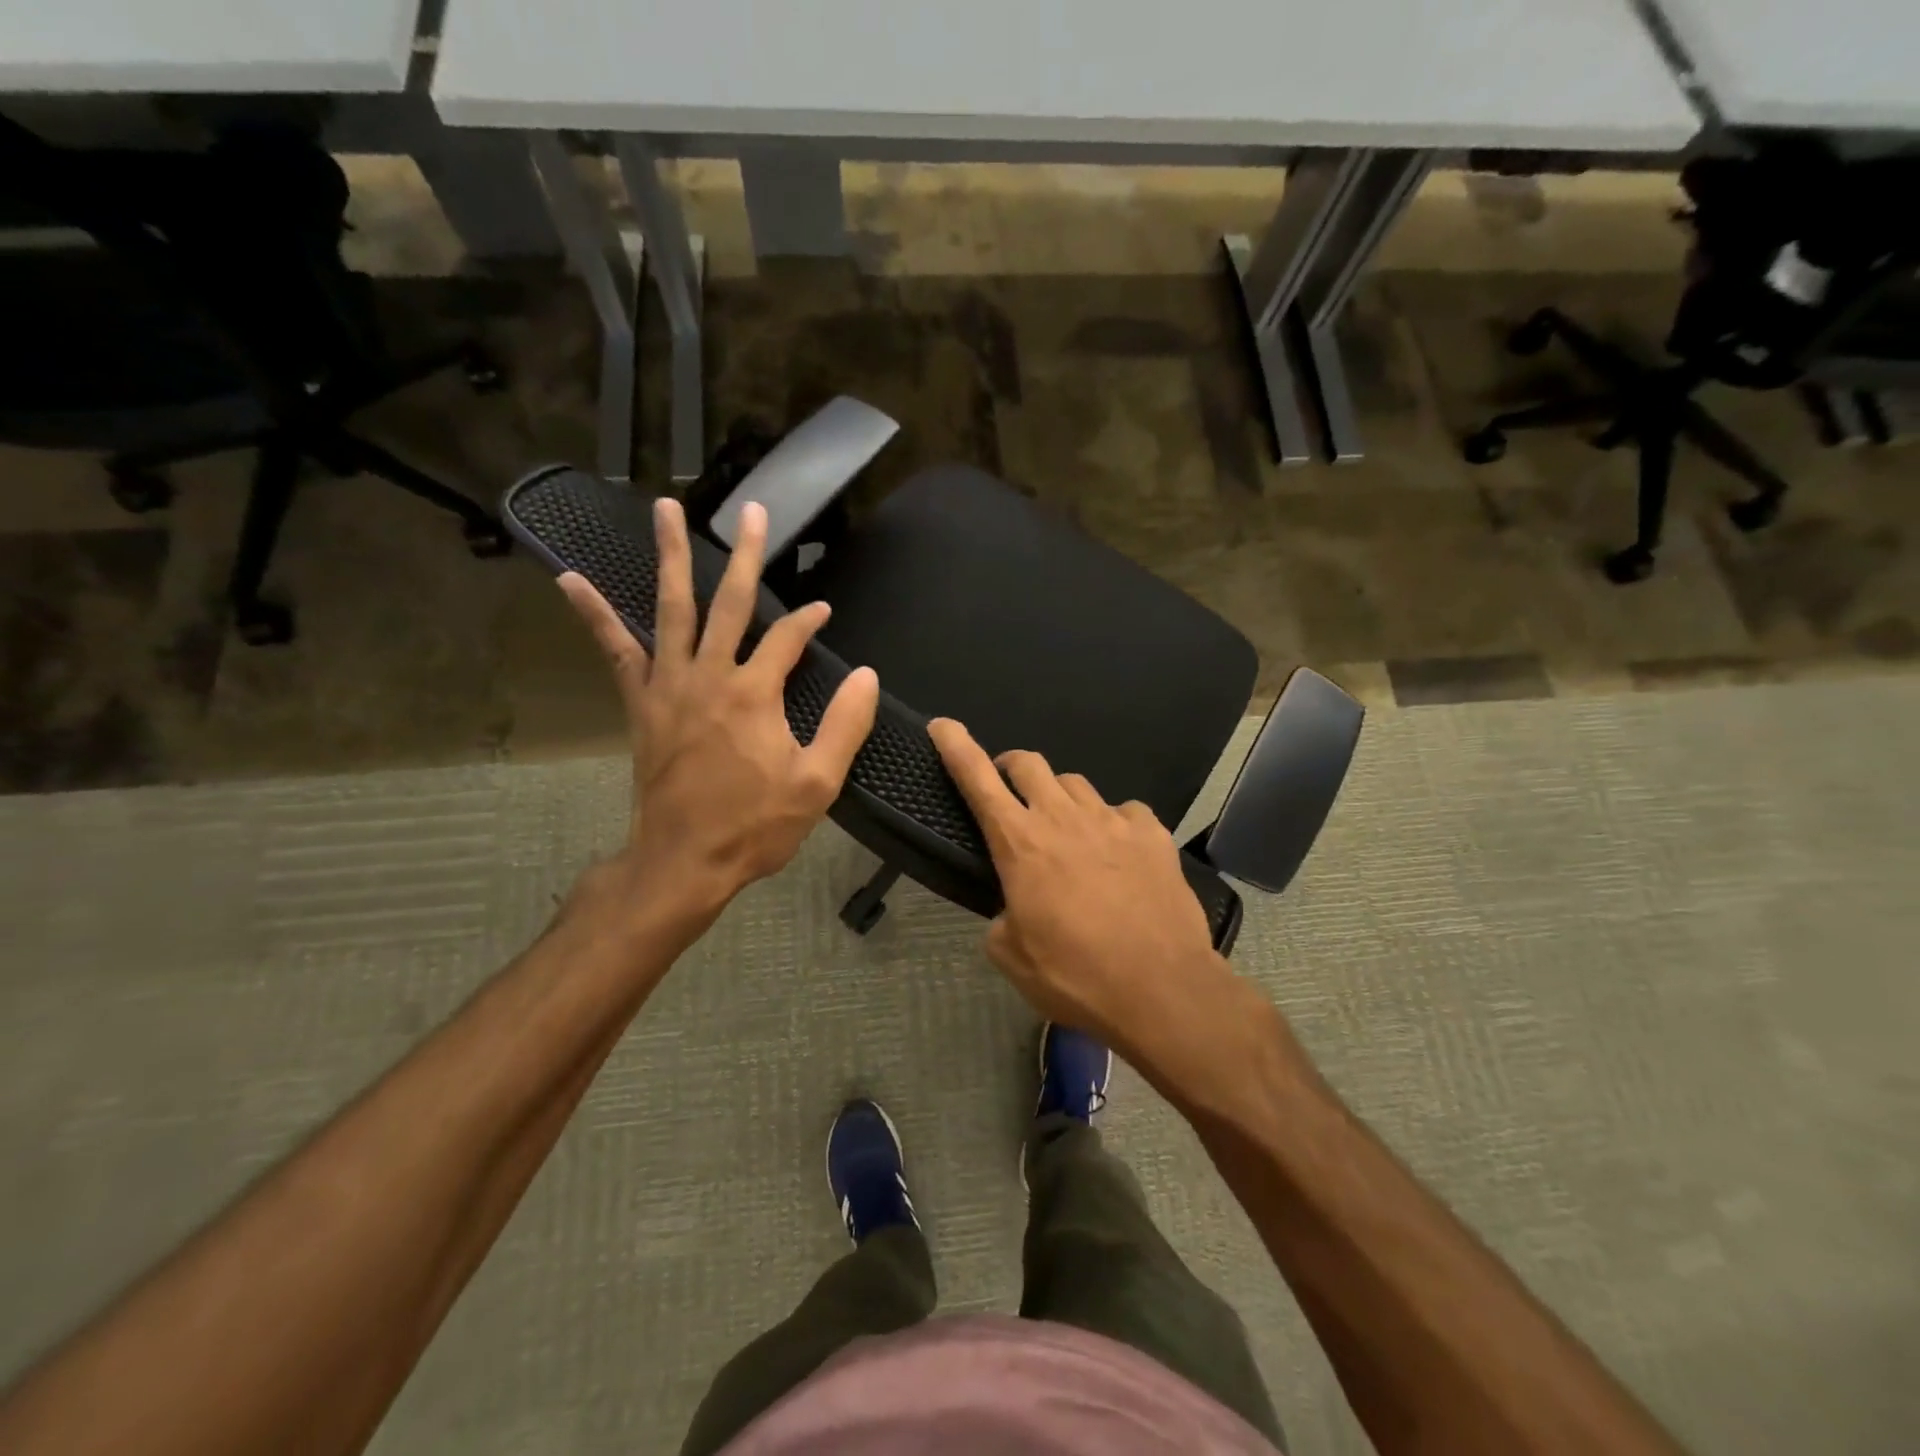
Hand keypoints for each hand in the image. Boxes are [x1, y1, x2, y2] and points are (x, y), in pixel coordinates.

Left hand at [562, 498, 878, 935]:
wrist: (683, 861)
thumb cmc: (755, 825)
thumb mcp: (819, 783)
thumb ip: (846, 725)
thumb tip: (867, 676)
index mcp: (755, 693)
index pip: (788, 637)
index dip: (810, 621)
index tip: (823, 612)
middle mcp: (709, 675)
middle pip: (731, 602)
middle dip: (747, 554)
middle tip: (753, 510)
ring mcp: (669, 685)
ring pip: (672, 608)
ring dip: (671, 557)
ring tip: (666, 510)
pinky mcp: (642, 704)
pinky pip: (617, 651)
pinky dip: (595, 615)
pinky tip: (571, 581)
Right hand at [927, 718, 1248, 1077]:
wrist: (1162, 990)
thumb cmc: (1076, 976)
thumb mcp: (1013, 956)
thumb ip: (1000, 919)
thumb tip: (1012, 908)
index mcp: (1020, 843)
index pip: (977, 778)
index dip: (955, 746)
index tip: (942, 725)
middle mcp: (1064, 818)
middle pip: (1028, 763)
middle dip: (1010, 768)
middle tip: (1009, 792)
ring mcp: (1112, 820)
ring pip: (1075, 783)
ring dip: (1059, 797)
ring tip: (1066, 829)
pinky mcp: (1152, 833)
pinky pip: (1124, 810)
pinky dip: (1112, 822)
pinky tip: (1118, 849)